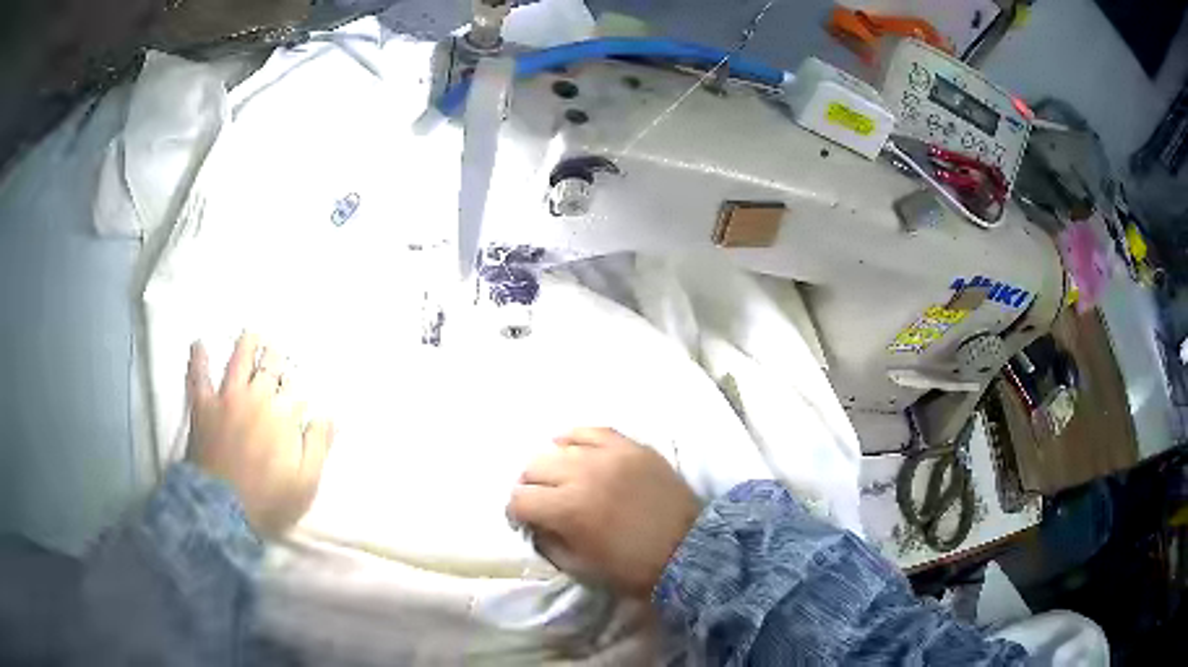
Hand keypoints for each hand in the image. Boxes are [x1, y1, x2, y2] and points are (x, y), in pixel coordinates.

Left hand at [186, 333, 333, 536]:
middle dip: (276, 356)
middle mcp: (256, 397)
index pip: (294, 387)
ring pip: (237, 361)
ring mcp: (227, 399)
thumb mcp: (306, 483)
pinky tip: (199, 344)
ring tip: (251, 334)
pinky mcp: (203, 407)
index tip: (298, 385)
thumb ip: (318, 446)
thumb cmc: (269, 501)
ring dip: (246, 345)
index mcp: (283, 415)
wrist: (222, 511)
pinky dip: (198, 359)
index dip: (297, 384)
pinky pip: (198, 377)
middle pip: (269, 366)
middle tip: (277, 349)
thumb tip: (328, 415)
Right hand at [507, 428, 701, 597]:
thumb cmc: (632, 567)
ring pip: (557, 446)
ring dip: (551, 465)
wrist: (689, 549)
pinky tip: (575, 451)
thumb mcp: (580, 567)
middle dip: (530, 488)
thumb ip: (548, 542)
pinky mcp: (630, 446)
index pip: (519, 500)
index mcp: (567, 509)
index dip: (516, 513)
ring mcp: (608, 455)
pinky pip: (591, 430)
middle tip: (542, 501)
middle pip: (533, 468)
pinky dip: (576, 440)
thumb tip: (534, 523)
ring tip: (560, 478)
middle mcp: (582, 474)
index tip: (525, 521)